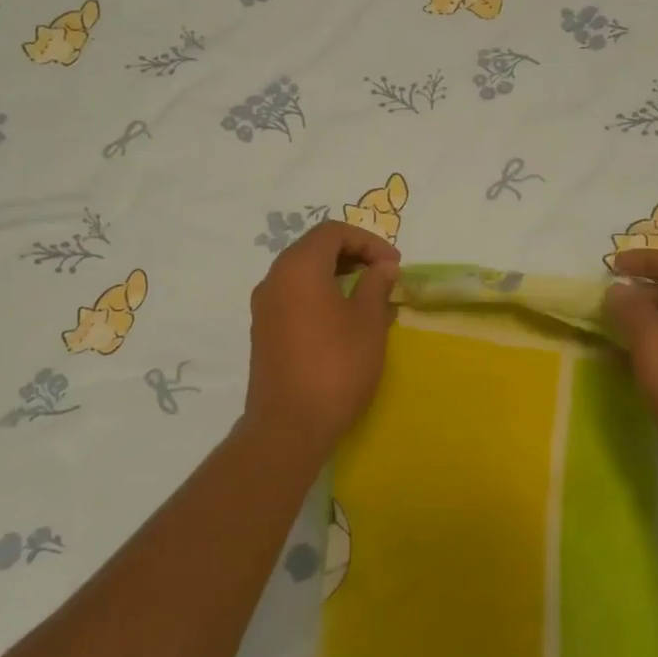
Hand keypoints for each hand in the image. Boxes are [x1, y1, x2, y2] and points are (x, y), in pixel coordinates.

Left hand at [242, 221, 399, 458]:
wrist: (289, 424)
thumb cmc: (336, 366)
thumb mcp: (368, 322)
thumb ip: (376, 285)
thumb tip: (382, 267)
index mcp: (298, 267)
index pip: (333, 232)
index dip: (368, 241)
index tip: (394, 264)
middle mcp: (274, 279)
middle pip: (314, 249)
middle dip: (353, 255)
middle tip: (384, 275)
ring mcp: (264, 307)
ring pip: (302, 274)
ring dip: (336, 276)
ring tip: (368, 297)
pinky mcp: (263, 332)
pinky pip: (293, 297)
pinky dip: (320, 295)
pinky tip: (344, 321)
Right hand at [603, 249, 657, 525]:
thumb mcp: (654, 341)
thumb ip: (632, 309)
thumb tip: (619, 291)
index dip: (648, 260)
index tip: (613, 266)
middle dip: (646, 292)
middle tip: (612, 303)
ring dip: (648, 323)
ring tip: (615, 333)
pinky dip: (655, 352)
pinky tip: (633, 368)